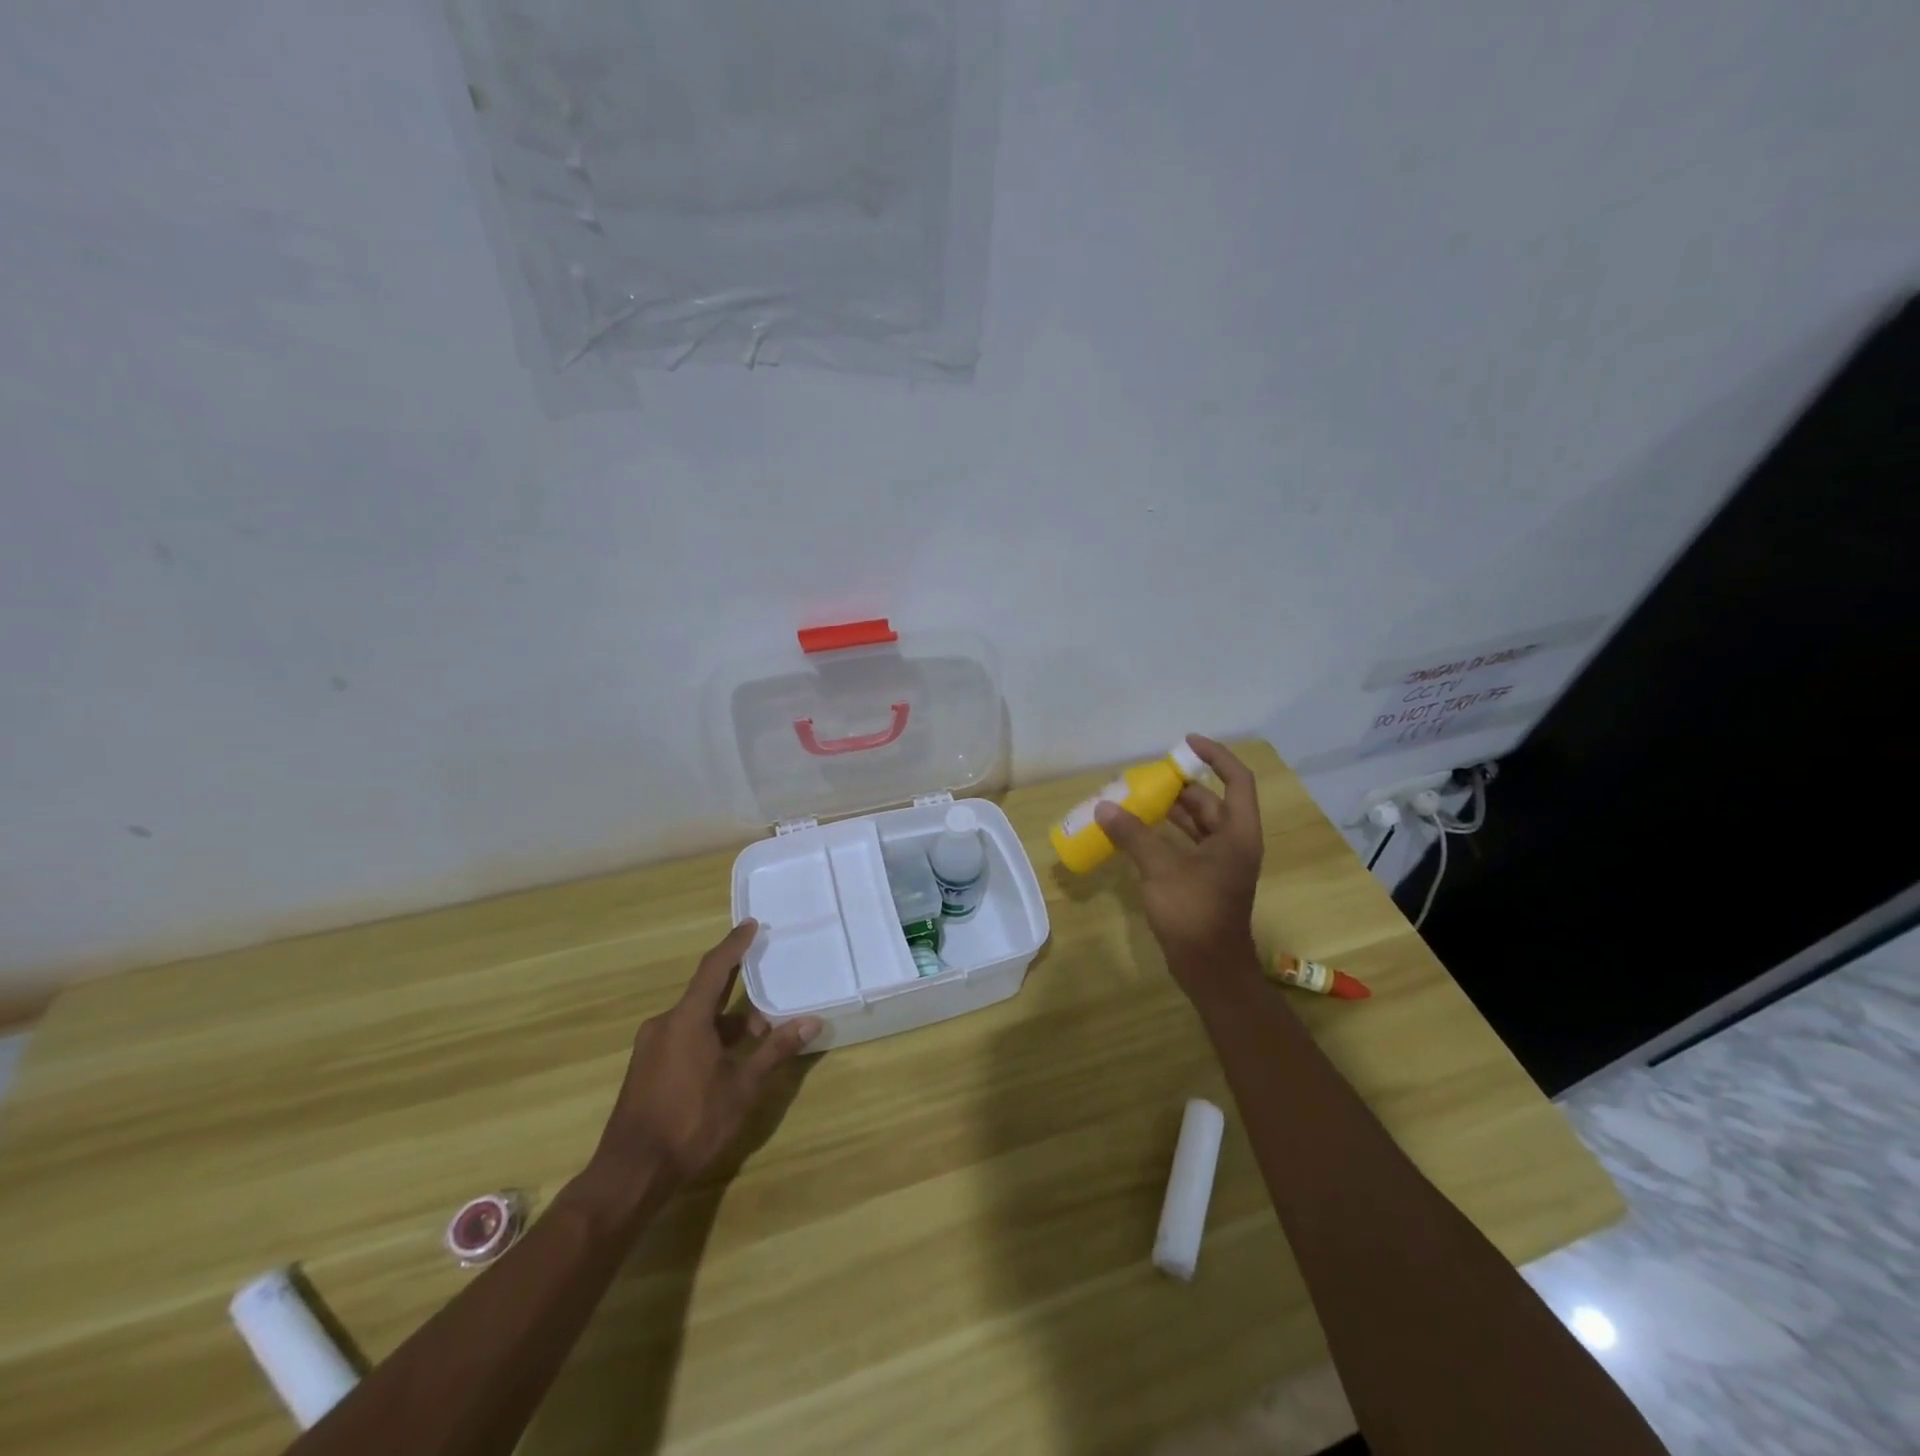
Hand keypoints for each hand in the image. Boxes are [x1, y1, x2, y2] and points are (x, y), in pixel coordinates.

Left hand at [586, 920, 821, 1193]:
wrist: (631, 1173)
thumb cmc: (692, 1121)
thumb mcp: (743, 1086)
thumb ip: (775, 1050)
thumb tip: (811, 1021)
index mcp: (686, 1019)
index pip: (715, 968)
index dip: (734, 945)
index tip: (750, 925)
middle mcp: (664, 1024)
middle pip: (707, 995)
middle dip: (740, 996)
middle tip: (771, 996)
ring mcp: (651, 1047)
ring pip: (696, 1021)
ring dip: (727, 1025)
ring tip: (758, 1043)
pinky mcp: (646, 1069)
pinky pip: (683, 1038)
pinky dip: (709, 1039)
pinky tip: (728, 1064)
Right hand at [1095, 735, 1264, 999]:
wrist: (1210, 969)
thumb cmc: (1194, 914)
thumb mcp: (1161, 870)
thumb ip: (1133, 835)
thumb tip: (1104, 807)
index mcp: (1237, 834)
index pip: (1236, 780)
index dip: (1215, 756)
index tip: (1185, 743)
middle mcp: (1234, 843)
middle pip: (1210, 801)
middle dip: (1179, 786)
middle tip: (1145, 776)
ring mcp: (1220, 864)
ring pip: (1196, 824)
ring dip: (1169, 810)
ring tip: (1135, 798)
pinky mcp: (1205, 880)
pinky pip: (1186, 845)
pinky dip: (1165, 834)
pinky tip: (1137, 832)